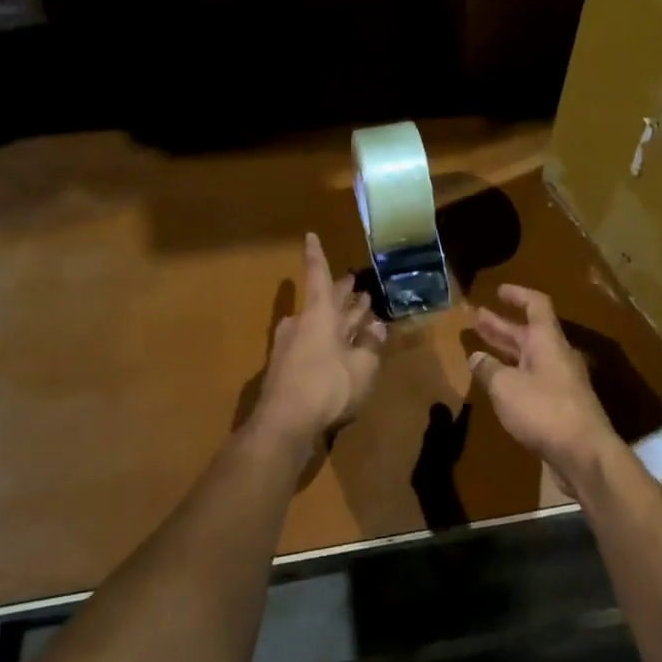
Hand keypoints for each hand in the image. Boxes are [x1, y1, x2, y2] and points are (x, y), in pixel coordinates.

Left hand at [249, 233, 387, 453]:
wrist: (284, 426)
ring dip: (340, 319)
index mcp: (318, 314)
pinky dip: (331, 341)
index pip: (318, 276)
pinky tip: (345, 350)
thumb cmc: (327, 387)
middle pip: (323, 301)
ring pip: (320, 323)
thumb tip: (377, 328)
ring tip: (361, 315)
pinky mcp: (287, 369)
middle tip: (357, 284)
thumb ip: (370, 345)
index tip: (310, 235)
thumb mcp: (362, 367)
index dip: (317, 255)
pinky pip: (314, 344)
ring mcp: (291, 347)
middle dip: (342, 293)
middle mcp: (302, 323)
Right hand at [469, 285, 616, 478]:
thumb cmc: (544, 410)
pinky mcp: (559, 406)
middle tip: (476, 318)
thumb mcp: (506, 387)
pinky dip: (512, 375)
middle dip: (501, 325)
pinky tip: (496, 384)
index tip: (498, 290)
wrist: (584, 455)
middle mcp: (556, 356)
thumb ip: (488, 369)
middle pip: (528, 332)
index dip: (518, 295)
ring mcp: (560, 382)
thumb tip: (476, 357)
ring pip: (528, 357)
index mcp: (547, 341)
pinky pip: (532, 380)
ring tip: (479, 348)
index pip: (536, 305)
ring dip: (505, 350)